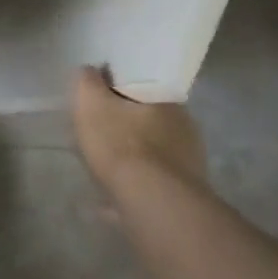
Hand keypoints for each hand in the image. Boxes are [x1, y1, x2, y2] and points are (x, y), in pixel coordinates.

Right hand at [72, 66, 209, 195]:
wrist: (154, 207)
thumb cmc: (122, 145)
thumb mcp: (91, 102)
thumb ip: (87, 81)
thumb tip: (90, 71)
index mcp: (167, 100)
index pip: (139, 87)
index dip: (115, 93)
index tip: (97, 103)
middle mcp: (185, 129)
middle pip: (147, 122)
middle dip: (124, 128)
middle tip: (98, 137)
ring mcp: (190, 166)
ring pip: (152, 156)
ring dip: (131, 161)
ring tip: (102, 173)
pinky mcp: (187, 199)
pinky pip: (153, 186)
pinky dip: (134, 189)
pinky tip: (112, 203)